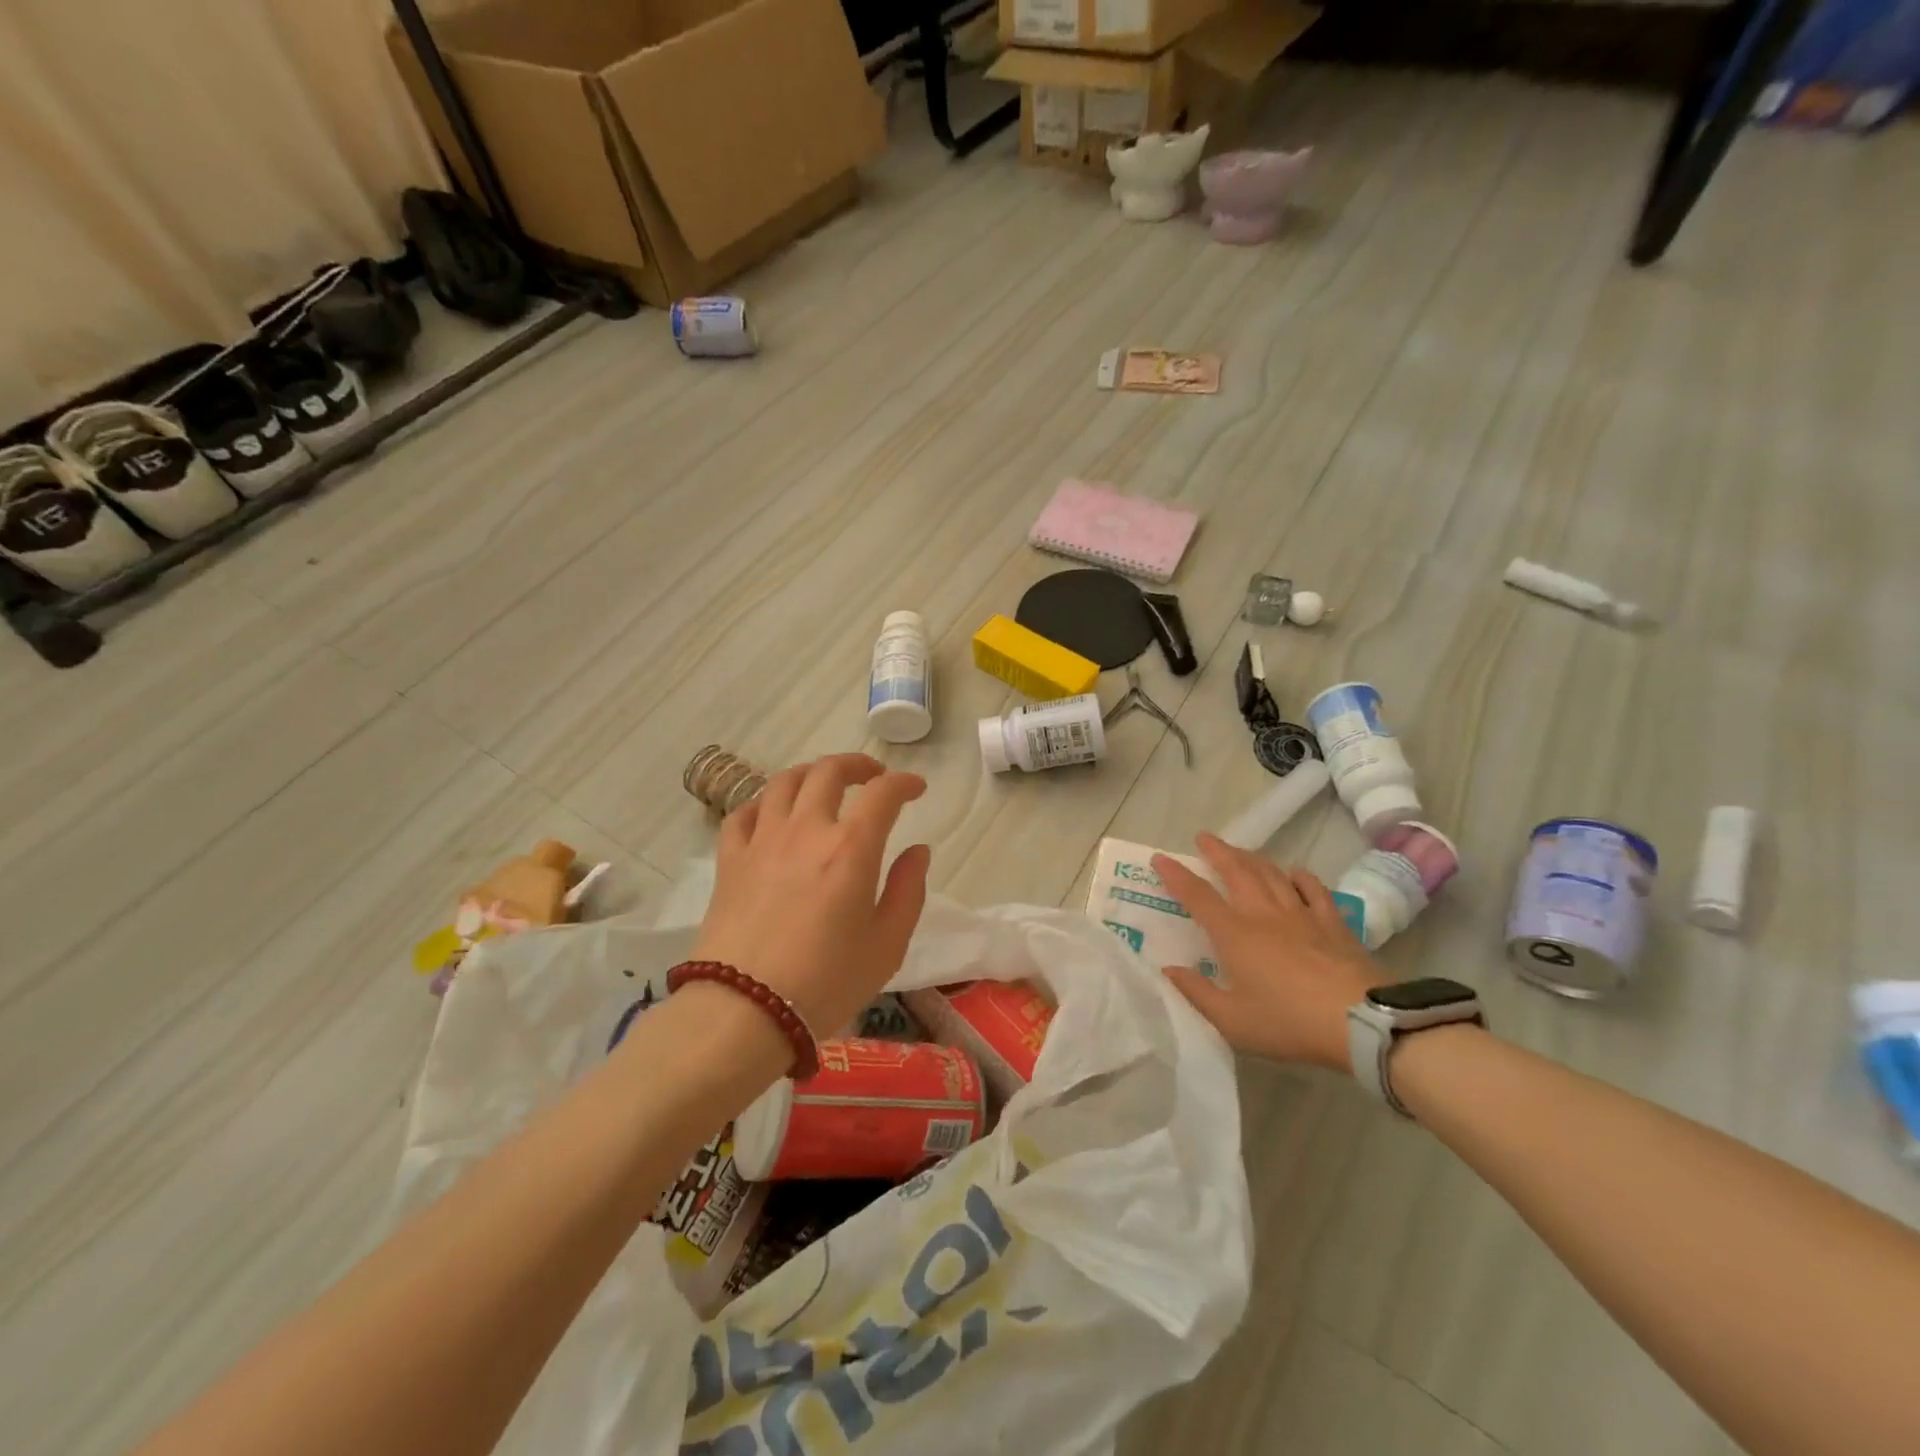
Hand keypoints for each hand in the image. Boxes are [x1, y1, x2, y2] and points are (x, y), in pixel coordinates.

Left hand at [692, 754, 929, 1037]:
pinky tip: (772, 816)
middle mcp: (806, 830)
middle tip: (873, 777)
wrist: (744, 1012)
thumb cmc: (826, 983)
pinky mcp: (730, 860)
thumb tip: (917, 851)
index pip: (882, 793)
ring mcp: (762, 841)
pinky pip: (743, 814)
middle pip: (828, 771)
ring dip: (811, 774)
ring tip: (824, 786)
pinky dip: (763, 804)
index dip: (904, 783)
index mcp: (851, 848)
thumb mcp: (887, 945)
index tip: (916, 789)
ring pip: (784, 782)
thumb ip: (908, 890)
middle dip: (857, 765)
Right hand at [1151, 833, 1383, 1070]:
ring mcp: (1301, 914)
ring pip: (1272, 874)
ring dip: (1252, 858)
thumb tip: (1169, 970)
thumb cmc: (1289, 1023)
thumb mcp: (1232, 1021)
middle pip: (1237, 871)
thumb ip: (1197, 993)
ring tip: (1240, 851)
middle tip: (1204, 837)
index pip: (1197, 895)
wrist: (1362, 1022)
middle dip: (1217, 851)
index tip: (1160, 858)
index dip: (1176, 875)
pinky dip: (1300, 877)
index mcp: (1234, 934)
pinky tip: (1295, 873)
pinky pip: (1314, 889)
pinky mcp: (1333, 923)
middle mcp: (1263, 914)